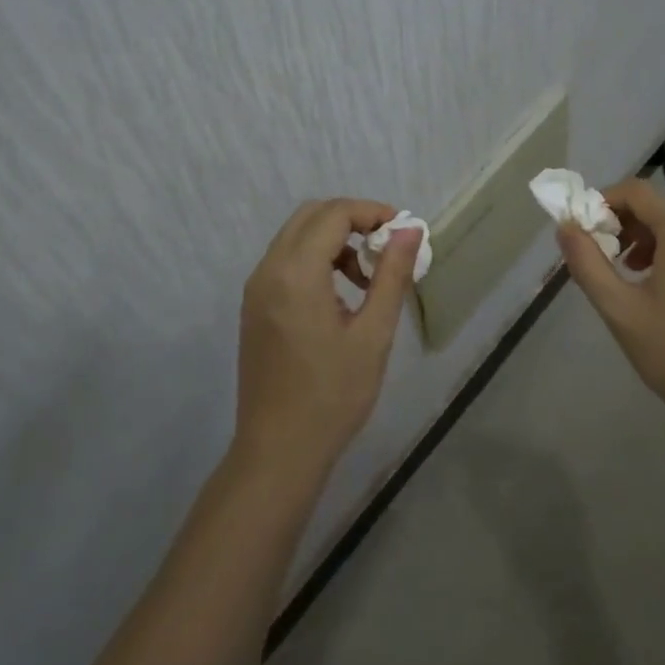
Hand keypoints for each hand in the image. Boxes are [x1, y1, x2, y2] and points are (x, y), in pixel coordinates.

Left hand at [235, 199, 419, 474]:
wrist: (278, 452)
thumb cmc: (333, 395)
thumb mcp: (373, 334)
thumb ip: (392, 275)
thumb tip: (410, 230)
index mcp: (296, 273)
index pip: (335, 214)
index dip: (373, 213)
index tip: (403, 233)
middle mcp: (269, 270)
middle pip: (312, 215)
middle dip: (353, 220)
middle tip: (386, 248)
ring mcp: (256, 289)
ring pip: (296, 236)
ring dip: (334, 240)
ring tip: (367, 279)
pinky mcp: (254, 307)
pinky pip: (285, 261)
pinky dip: (315, 259)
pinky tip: (340, 296)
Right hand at [556, 180, 664, 444]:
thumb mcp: (621, 310)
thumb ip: (587, 263)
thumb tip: (565, 227)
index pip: (636, 191)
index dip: (603, 203)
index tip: (586, 233)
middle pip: (662, 207)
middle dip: (628, 226)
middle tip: (609, 261)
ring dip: (654, 240)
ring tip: (637, 278)